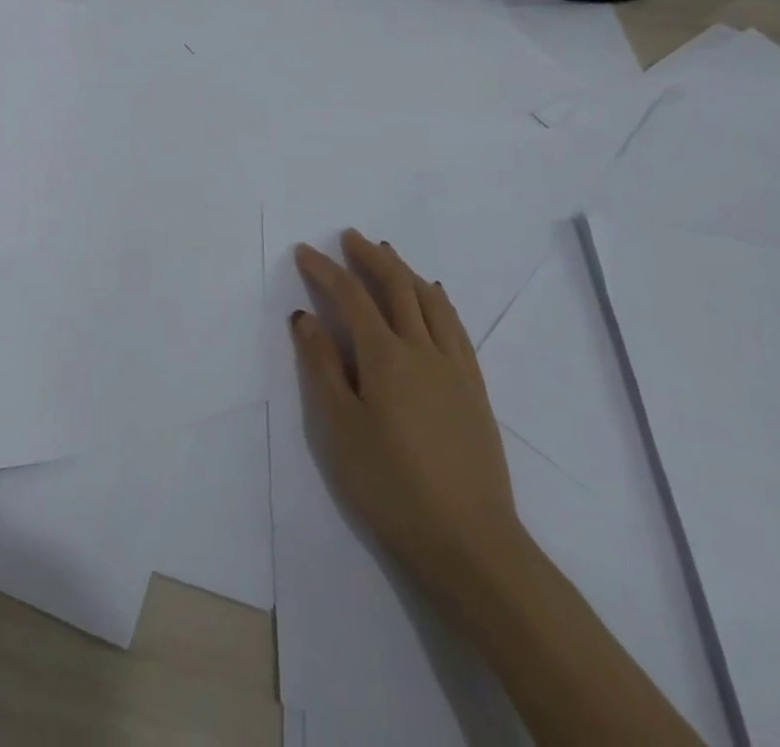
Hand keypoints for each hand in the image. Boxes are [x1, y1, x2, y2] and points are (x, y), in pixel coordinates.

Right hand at [291, 231, 522, 594]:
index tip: (306, 251)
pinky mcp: (475, 389)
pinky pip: (456, 326)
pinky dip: (439, 300)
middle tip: (350, 237)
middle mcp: (422, 349)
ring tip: (388, 254)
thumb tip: (305, 316)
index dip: (326, 270)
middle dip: (370, 257)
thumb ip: (321, 366)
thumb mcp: (340, 428)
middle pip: (397, 287)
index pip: (351, 296)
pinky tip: (435, 296)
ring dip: (406, 271)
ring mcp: (454, 367)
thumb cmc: (391, 485)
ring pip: (430, 301)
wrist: (470, 543)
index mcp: (385, 356)